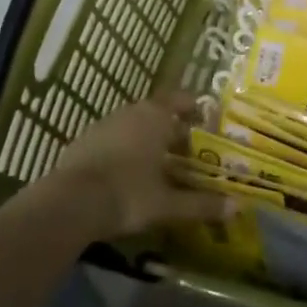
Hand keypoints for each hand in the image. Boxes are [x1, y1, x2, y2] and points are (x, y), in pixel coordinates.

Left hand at [53, 94, 230, 239]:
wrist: (69, 204)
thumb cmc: (127, 195)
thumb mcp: (168, 204)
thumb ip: (202, 204)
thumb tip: (238, 207)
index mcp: (156, 116)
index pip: (182, 99)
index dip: (195, 109)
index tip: (206, 123)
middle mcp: (131, 112)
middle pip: (158, 112)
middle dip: (172, 129)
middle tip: (187, 150)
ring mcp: (104, 124)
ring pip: (134, 125)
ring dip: (147, 139)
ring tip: (158, 164)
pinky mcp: (83, 141)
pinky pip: (112, 139)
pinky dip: (124, 150)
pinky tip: (126, 175)